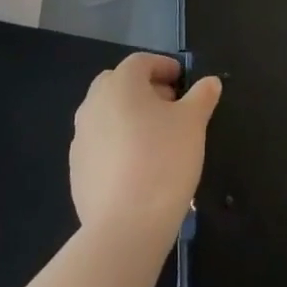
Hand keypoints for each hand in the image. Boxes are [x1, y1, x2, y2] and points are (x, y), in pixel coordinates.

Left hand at [70, 53, 220, 240]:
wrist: (126, 225)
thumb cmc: (164, 160)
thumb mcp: (193, 123)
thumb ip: (202, 96)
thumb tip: (210, 82)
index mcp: (120, 84)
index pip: (141, 61)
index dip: (164, 67)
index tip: (183, 81)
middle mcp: (93, 103)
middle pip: (118, 84)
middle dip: (144, 89)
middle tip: (170, 107)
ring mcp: (80, 138)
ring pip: (107, 114)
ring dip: (129, 117)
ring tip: (156, 139)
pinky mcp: (76, 169)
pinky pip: (100, 145)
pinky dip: (117, 145)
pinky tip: (138, 167)